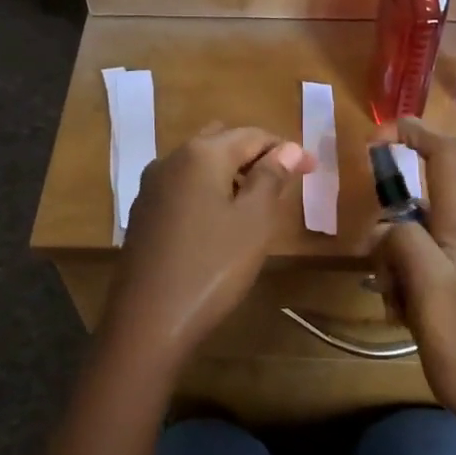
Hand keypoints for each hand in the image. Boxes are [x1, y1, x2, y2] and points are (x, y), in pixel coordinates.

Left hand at [102, 125, 313, 370]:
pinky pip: (183, 187)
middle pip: (221, 141)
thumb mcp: (254, 221)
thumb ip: (270, 178)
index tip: (312, 169)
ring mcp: (151, 187)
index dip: (285, 149)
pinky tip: (220, 219)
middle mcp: (171, 160)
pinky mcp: (143, 213)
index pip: (252, 135)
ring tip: (257, 200)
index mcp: (201, 154)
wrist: (149, 319)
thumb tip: (286, 148)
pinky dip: (208, 190)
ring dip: (230, 172)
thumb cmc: (212, 266)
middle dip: (255, 155)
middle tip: (284, 181)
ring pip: (199, 163)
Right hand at [370, 119, 455, 454]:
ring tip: (399, 310)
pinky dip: (408, 289)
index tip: (380, 133)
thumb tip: (386, 227)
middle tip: (383, 280)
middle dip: (389, 236)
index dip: (415, 134)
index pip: (447, 158)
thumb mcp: (430, 289)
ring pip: (417, 246)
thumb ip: (404, 243)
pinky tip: (408, 320)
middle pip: (419, 210)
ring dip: (395, 270)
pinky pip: (427, 274)